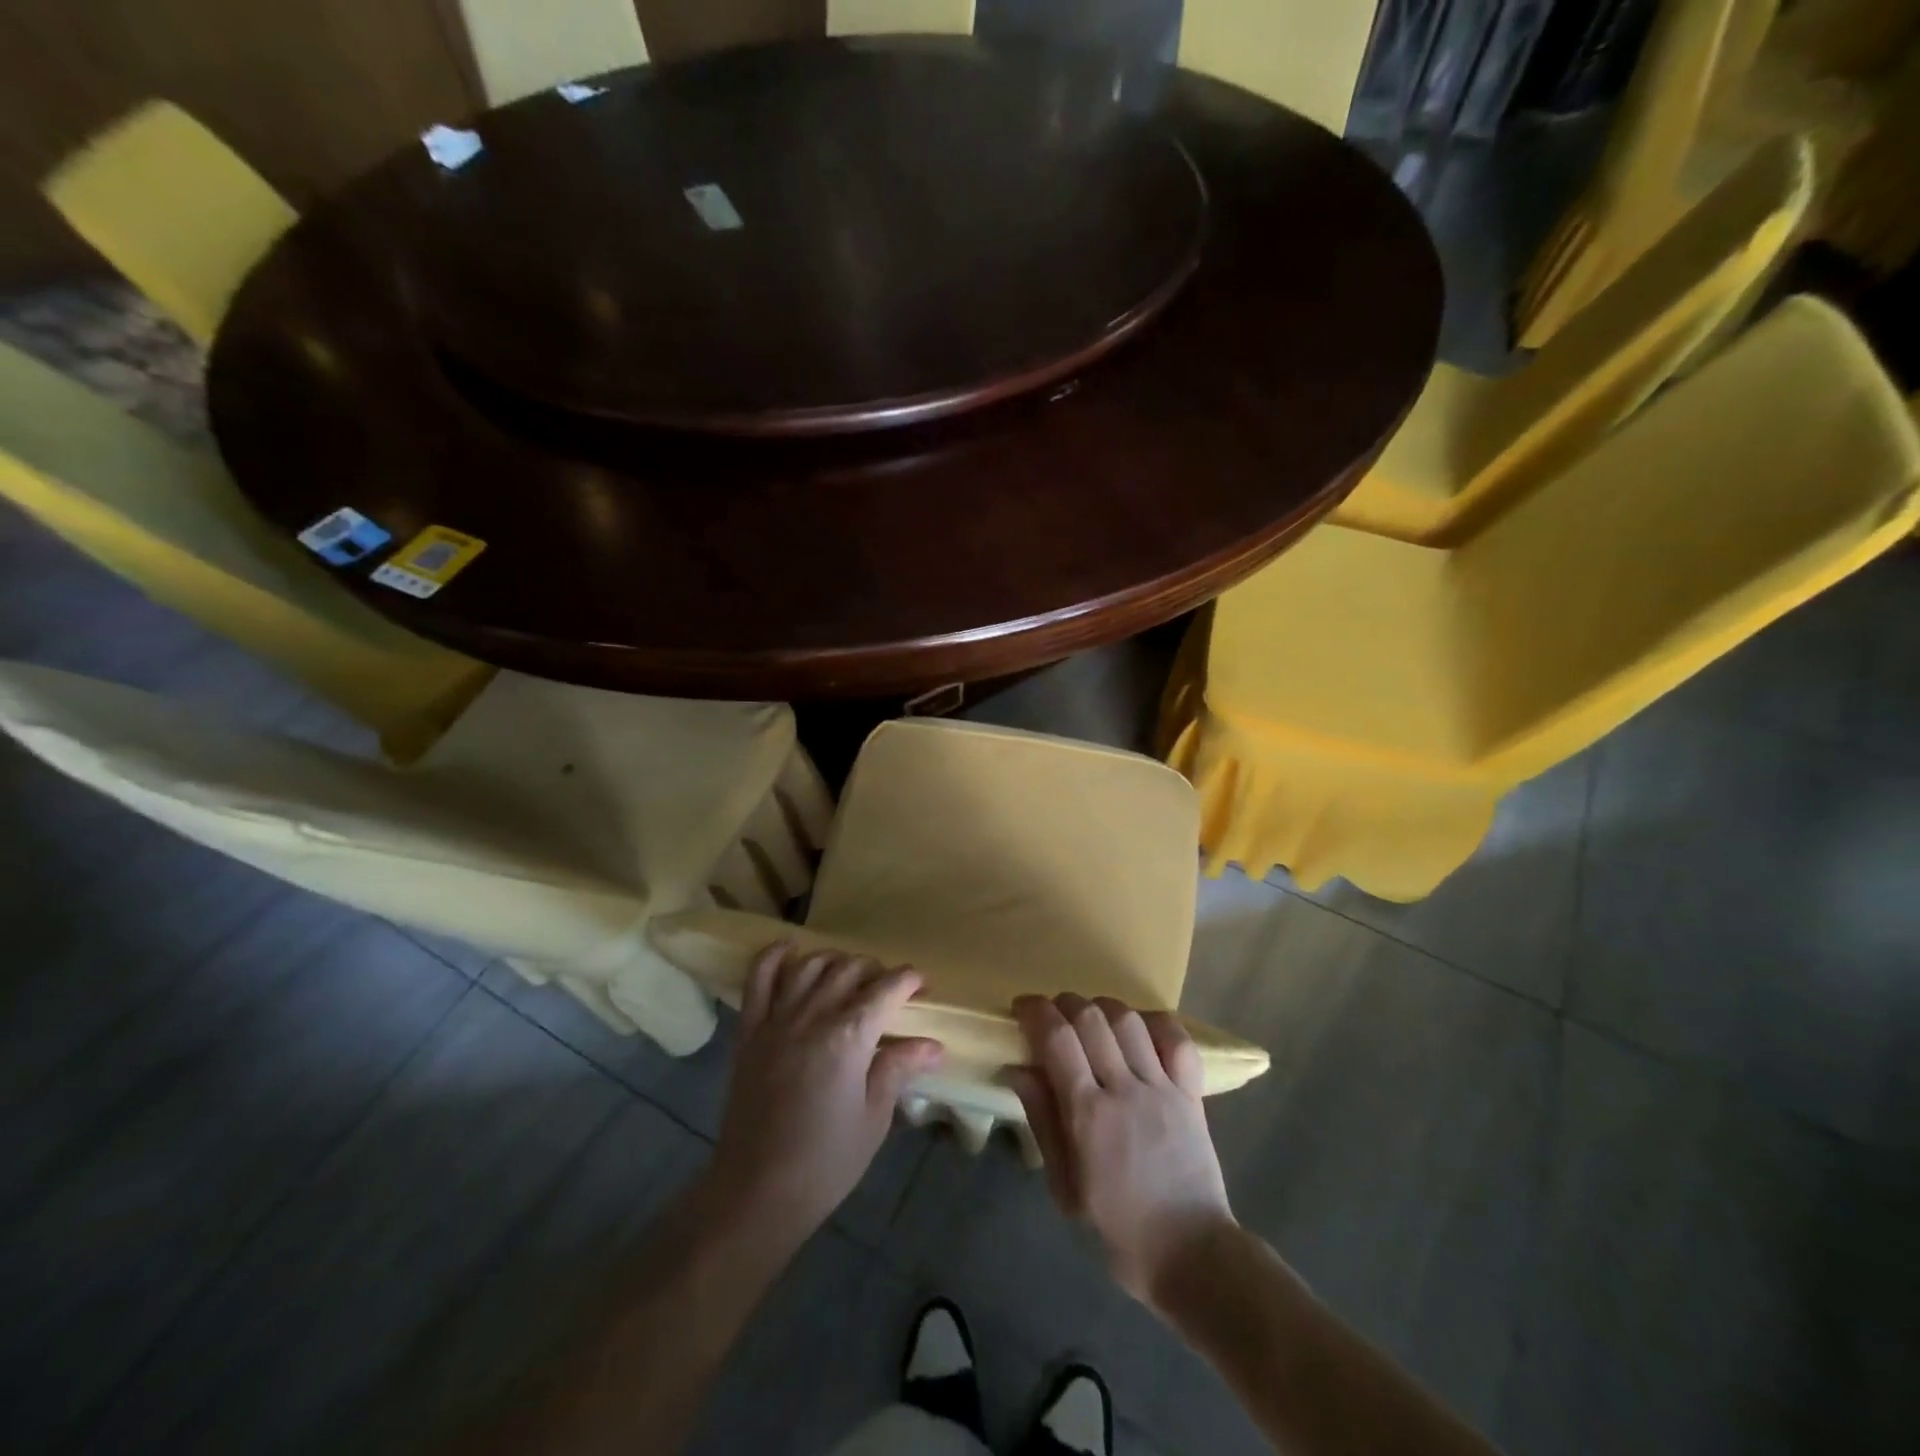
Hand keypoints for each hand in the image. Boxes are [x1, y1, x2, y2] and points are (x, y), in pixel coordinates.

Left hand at [706, 943, 942, 1245]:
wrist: (757, 1191)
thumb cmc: (826, 1161)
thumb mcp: (874, 1117)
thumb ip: (898, 1069)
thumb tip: (933, 1045)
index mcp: (850, 1036)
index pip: (887, 988)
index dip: (909, 981)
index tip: (922, 988)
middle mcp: (814, 1015)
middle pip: (850, 969)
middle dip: (876, 971)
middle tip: (889, 992)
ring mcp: (777, 1019)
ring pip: (810, 965)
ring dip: (835, 961)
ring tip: (848, 975)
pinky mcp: (750, 1031)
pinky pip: (758, 979)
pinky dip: (773, 956)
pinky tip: (790, 950)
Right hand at [1008, 993, 1234, 1310]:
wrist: (1193, 1255)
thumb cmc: (1119, 1230)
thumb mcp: (1065, 1187)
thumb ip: (1043, 1121)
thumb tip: (1018, 1068)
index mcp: (1088, 1115)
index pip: (1057, 1039)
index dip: (1036, 1011)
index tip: (1022, 1006)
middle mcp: (1124, 1090)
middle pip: (1091, 1018)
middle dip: (1064, 1004)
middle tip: (1052, 1014)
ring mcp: (1162, 1088)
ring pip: (1129, 1021)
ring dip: (1102, 1008)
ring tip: (1090, 1018)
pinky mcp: (1191, 1094)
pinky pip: (1177, 1040)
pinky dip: (1155, 1022)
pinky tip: (1138, 1027)